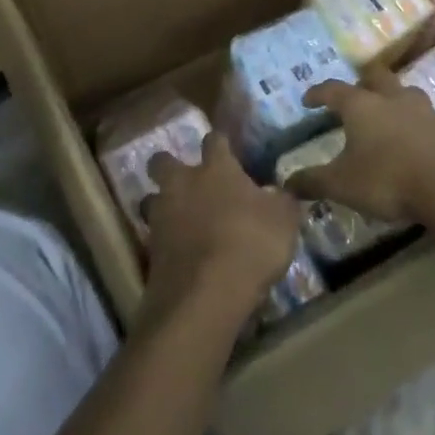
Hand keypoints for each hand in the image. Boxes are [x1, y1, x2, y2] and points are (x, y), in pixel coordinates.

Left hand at [141, 133, 302, 329]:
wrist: (207, 294)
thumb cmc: (250, 244)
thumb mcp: (284, 221)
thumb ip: (282, 201)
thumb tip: (282, 192)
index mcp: (216, 169)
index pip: (215, 139)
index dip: (220, 142)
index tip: (227, 148)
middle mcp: (183, 183)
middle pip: (163, 161)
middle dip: (170, 165)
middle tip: (187, 181)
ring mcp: (162, 215)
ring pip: (152, 198)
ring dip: (162, 205)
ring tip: (180, 220)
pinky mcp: (151, 249)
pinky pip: (155, 235)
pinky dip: (166, 241)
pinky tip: (182, 253)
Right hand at [288, 68, 434, 222]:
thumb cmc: (387, 180)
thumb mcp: (341, 185)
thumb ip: (312, 181)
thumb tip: (285, 183)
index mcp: (361, 106)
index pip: (333, 89)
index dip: (318, 93)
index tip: (308, 99)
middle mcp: (392, 99)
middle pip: (375, 77)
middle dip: (361, 83)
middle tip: (352, 98)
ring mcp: (424, 111)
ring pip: (404, 93)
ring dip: (392, 99)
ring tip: (385, 115)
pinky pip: (425, 118)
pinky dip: (413, 124)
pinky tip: (411, 142)